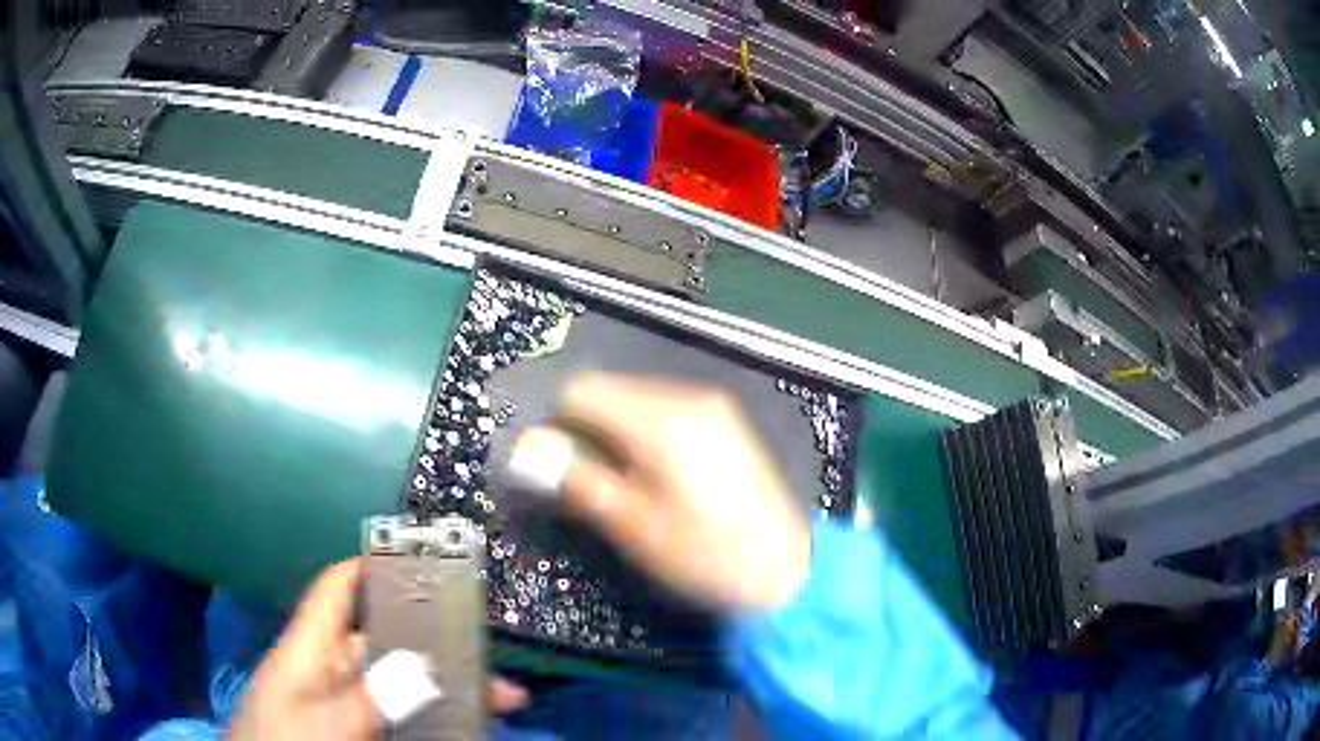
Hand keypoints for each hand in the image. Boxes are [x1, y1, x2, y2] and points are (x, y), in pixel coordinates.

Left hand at [230, 560, 529, 739]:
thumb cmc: (284, 739)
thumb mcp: (325, 717)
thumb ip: (373, 693)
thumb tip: (426, 662)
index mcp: (311, 647)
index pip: (339, 589)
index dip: (375, 565)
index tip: (427, 559)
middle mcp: (331, 670)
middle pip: (388, 643)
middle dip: (440, 646)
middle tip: (492, 660)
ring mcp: (346, 704)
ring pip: (402, 686)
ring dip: (448, 691)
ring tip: (501, 700)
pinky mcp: (357, 729)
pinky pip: (403, 717)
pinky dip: (434, 718)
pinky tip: (468, 725)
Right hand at [511, 374, 810, 612]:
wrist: (784, 572)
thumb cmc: (703, 554)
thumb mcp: (632, 525)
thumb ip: (577, 479)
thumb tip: (526, 450)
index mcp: (660, 418)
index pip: (582, 391)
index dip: (559, 425)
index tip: (559, 468)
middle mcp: (687, 397)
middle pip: (612, 390)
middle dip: (589, 429)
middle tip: (593, 484)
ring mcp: (713, 406)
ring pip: (639, 399)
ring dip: (618, 432)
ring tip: (626, 484)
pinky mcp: (728, 422)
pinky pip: (668, 411)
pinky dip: (648, 434)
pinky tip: (659, 475)